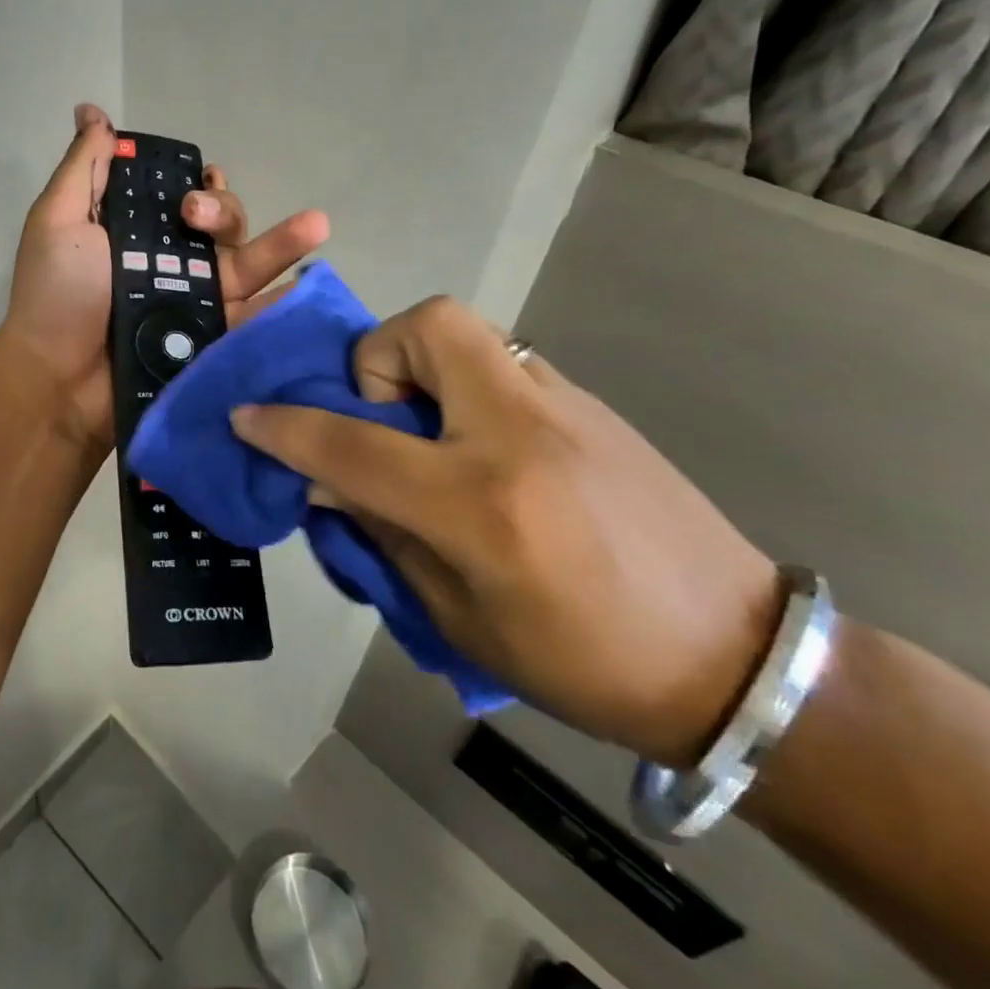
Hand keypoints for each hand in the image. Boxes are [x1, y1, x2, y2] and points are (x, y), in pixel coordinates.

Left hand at [0, 103, 329, 453]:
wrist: (59, 379)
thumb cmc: (56, 296)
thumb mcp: (59, 221)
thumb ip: (82, 167)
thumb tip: (90, 110)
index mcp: (139, 232)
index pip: (183, 197)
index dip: (200, 184)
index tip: (201, 179)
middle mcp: (173, 262)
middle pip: (222, 226)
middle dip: (222, 211)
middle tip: (197, 216)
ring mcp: (197, 302)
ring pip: (248, 264)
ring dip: (282, 243)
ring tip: (315, 224)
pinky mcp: (213, 339)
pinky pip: (255, 315)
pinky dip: (284, 301)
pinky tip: (309, 283)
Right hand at [230, 296, 781, 767]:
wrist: (742, 662)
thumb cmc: (587, 663)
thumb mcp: (461, 619)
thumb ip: (384, 535)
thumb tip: (327, 481)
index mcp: (481, 502)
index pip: (354, 443)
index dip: (286, 428)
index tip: (247, 415)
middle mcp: (521, 432)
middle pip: (428, 325)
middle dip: (380, 354)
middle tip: (384, 415)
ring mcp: (565, 407)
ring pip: (470, 334)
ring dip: (425, 369)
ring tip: (433, 438)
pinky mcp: (593, 407)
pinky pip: (504, 367)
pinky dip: (469, 391)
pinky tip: (487, 453)